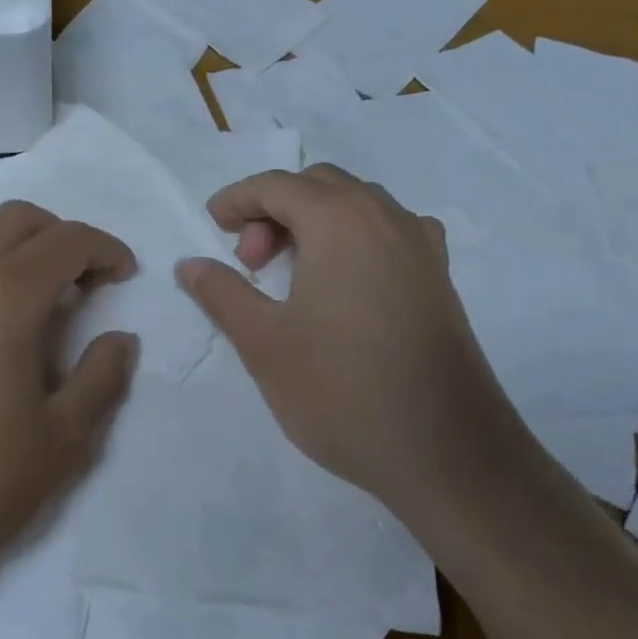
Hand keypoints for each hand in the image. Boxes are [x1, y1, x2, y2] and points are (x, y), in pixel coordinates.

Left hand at [0, 202, 137, 614]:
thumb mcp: (64, 439)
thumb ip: (103, 377)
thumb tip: (120, 339)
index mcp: (6, 294)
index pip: (69, 241)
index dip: (106, 250)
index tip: (125, 275)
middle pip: (18, 218)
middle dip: (61, 236)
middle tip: (81, 281)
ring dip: (6, 237)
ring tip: (23, 283)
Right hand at [175, 165, 515, 513]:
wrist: (448, 453)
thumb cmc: (343, 391)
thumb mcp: (264, 343)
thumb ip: (222, 293)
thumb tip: (189, 264)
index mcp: (340, 221)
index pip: (277, 185)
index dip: (238, 199)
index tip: (212, 224)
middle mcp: (385, 217)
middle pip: (319, 185)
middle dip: (275, 209)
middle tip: (252, 262)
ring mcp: (421, 244)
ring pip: (357, 203)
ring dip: (316, 220)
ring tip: (293, 274)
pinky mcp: (440, 276)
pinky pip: (388, 229)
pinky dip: (355, 236)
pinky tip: (347, 281)